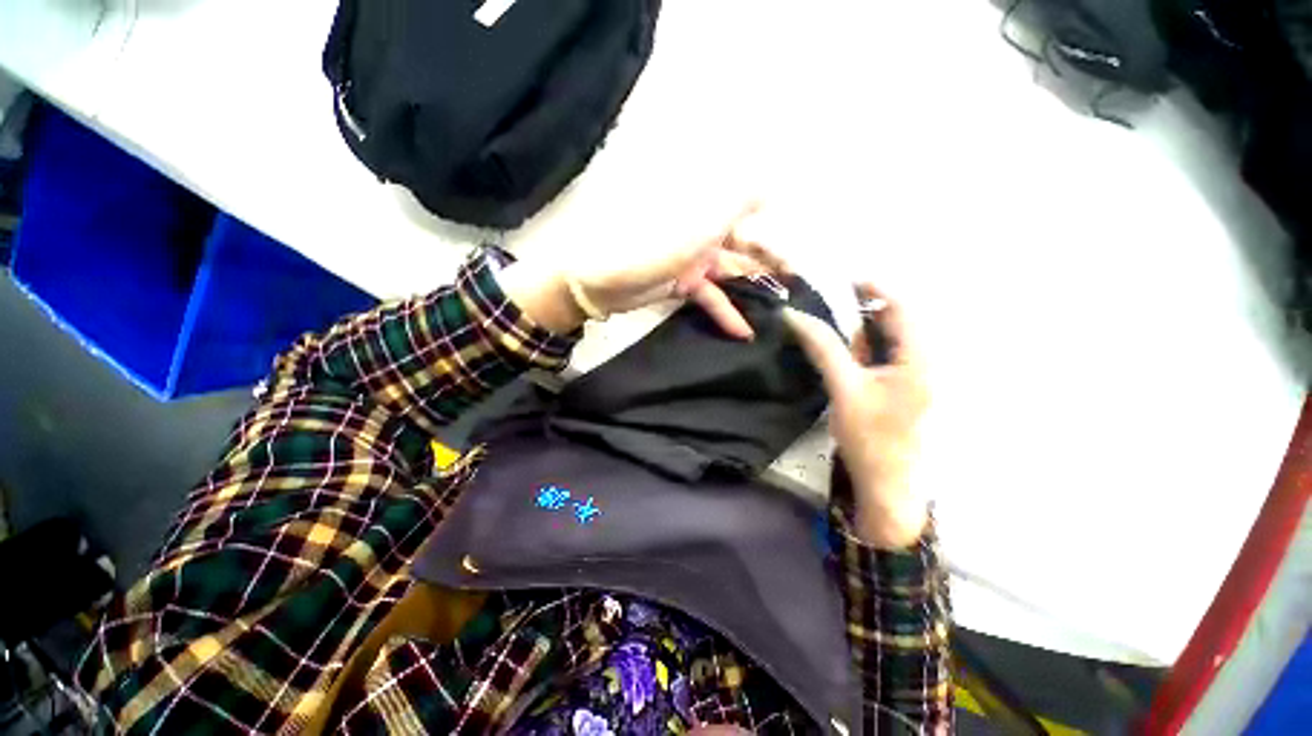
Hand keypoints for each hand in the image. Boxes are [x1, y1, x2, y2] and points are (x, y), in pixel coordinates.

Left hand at [500, 206, 786, 337]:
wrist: (600, 280)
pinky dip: (725, 312)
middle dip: (771, 265)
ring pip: (730, 275)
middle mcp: (704, 233)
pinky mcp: (682, 285)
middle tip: (797, 285)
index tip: (801, 251)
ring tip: (780, 310)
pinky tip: (744, 331)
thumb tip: (770, 185)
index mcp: (707, 212)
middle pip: (744, 249)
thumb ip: (734, 205)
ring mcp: (693, 261)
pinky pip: (709, 297)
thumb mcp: (696, 226)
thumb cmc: (649, 248)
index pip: (751, 217)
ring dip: (752, 292)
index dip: (776, 232)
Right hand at [784, 285, 929, 549]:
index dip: (874, 287)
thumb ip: (823, 347)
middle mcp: (921, 360)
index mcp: (919, 357)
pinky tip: (839, 354)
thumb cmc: (870, 436)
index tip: (841, 279)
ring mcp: (910, 375)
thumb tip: (794, 315)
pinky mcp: (897, 387)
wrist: (885, 484)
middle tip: (826, 307)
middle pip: (892, 321)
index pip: (901, 306)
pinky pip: (879, 357)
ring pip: (884, 340)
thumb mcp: (844, 387)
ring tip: (828, 329)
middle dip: (860, 311)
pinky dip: (859, 349)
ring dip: (857, 331)